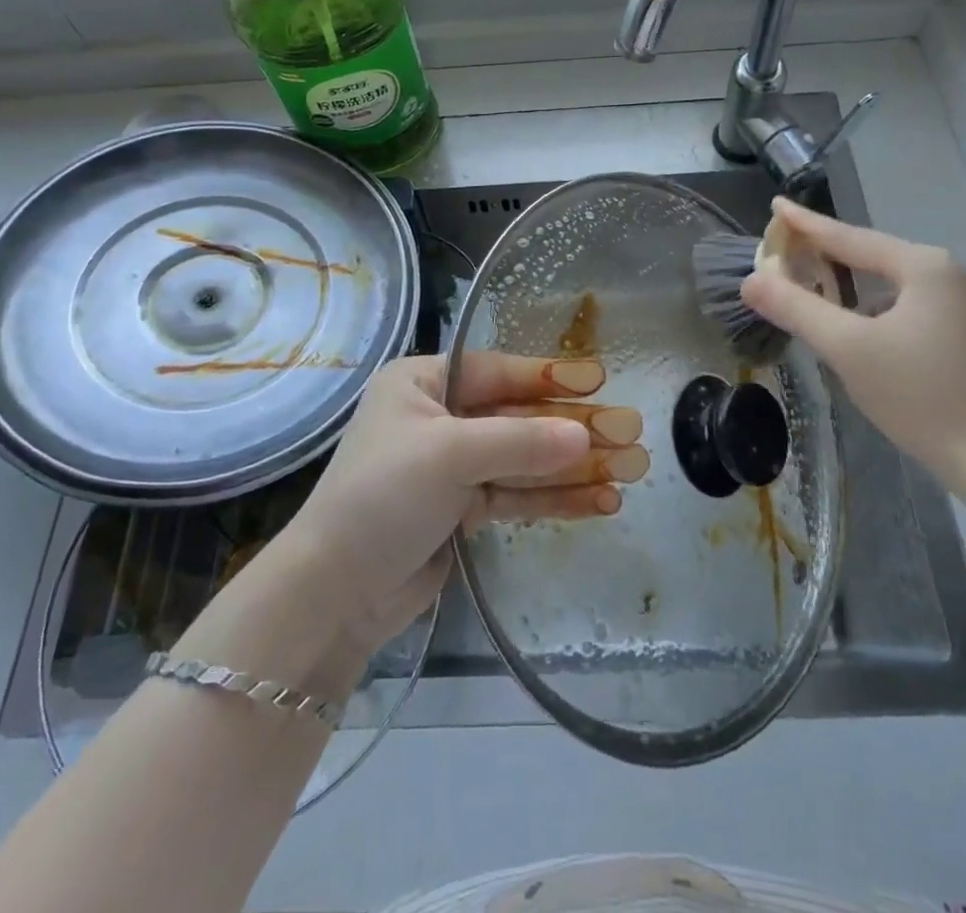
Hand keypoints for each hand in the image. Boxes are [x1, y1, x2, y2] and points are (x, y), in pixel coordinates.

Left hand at [277, 353, 647, 653]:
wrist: (334, 592)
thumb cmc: (382, 496)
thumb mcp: (449, 455)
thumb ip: (520, 442)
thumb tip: (587, 437)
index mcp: (422, 383)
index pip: (499, 372)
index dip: (550, 376)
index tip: (599, 379)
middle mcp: (439, 417)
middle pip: (518, 417)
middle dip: (573, 429)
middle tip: (631, 433)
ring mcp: (452, 466)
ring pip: (524, 459)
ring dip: (574, 467)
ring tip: (631, 471)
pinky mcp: (462, 509)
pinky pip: (517, 495)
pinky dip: (555, 498)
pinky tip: (600, 501)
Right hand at [739, 198, 965, 482]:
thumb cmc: (922, 396)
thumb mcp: (847, 349)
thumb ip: (796, 308)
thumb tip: (751, 280)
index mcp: (921, 266)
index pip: (848, 237)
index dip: (805, 223)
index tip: (775, 205)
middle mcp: (945, 274)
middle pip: (869, 255)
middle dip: (824, 252)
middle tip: (784, 245)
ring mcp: (959, 304)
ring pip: (886, 282)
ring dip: (846, 281)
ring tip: (809, 280)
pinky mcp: (962, 334)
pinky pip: (901, 304)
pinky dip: (868, 306)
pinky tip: (851, 324)